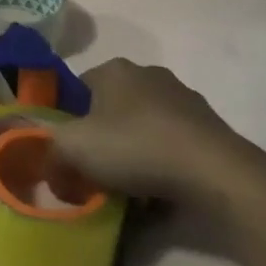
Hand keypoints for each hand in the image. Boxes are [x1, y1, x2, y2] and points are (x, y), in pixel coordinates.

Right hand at [49, 58, 265, 218]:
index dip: (70, 120)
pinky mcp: (210, 129)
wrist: (215, 172)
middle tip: (97, 173)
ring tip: (131, 192)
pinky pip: (174, 147)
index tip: (70, 152)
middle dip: (104, 139)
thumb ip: (51, 155)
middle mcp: (148, 74)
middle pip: (113, 108)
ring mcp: (184, 100)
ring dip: (135, 154)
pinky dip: (164, 167)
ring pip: (145, 128)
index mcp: (114, 69)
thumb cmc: (135, 147)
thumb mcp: (74, 150)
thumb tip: (52, 173)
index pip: (79, 88)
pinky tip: (161, 196)